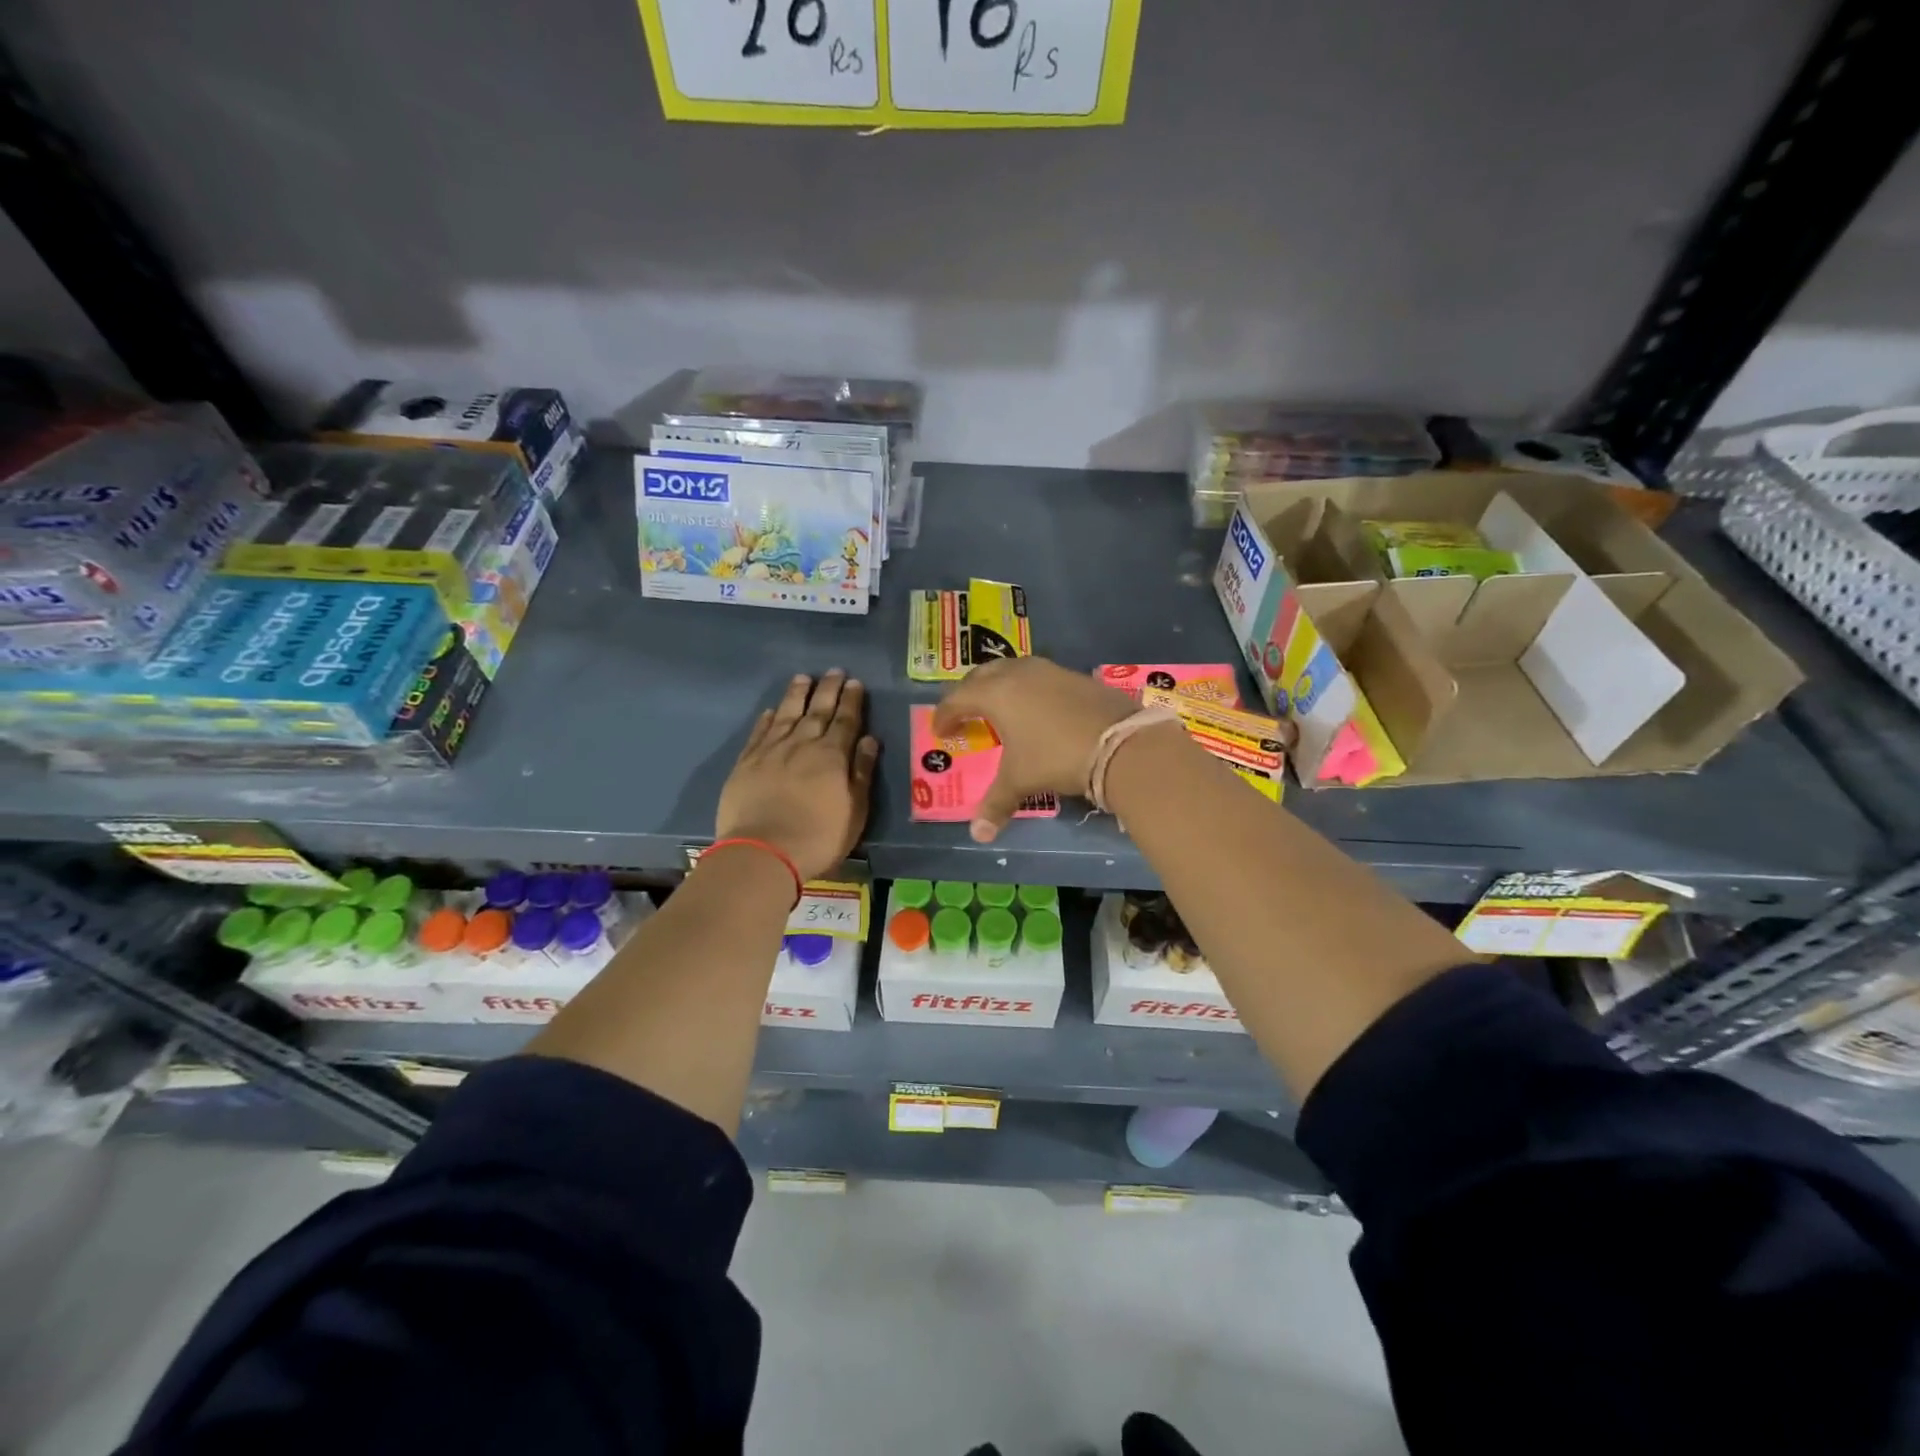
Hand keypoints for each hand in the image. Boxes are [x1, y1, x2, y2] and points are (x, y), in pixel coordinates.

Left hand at [716, 671, 878, 880]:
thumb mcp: (855, 810)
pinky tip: (771, 711)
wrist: (763, 852)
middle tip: (835, 671)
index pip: (846, 720)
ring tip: (803, 678)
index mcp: (832, 755)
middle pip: (817, 710)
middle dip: (828, 689)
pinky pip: (759, 732)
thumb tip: (870, 740)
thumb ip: (862, 772)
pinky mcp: (746, 763)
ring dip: (796, 695)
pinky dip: (767, 719)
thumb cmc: (819, 837)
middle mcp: (802, 744)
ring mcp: (771, 751)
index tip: (855, 683)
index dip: (851, 701)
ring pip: (786, 714)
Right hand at [932, 656, 1136, 842]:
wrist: (1120, 743)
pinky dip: (1026, 688)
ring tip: (998, 708)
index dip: (945, 715)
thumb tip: (978, 834)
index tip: (940, 731)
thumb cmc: (1056, 757)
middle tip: (964, 713)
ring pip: (1012, 669)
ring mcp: (1050, 671)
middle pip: (982, 675)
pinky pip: (1039, 676)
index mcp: (996, 693)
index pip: (958, 698)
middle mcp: (1019, 674)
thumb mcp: (1021, 781)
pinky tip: (1035, 709)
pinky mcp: (1075, 676)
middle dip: (968, 692)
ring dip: (999, 685)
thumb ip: (996, 804)